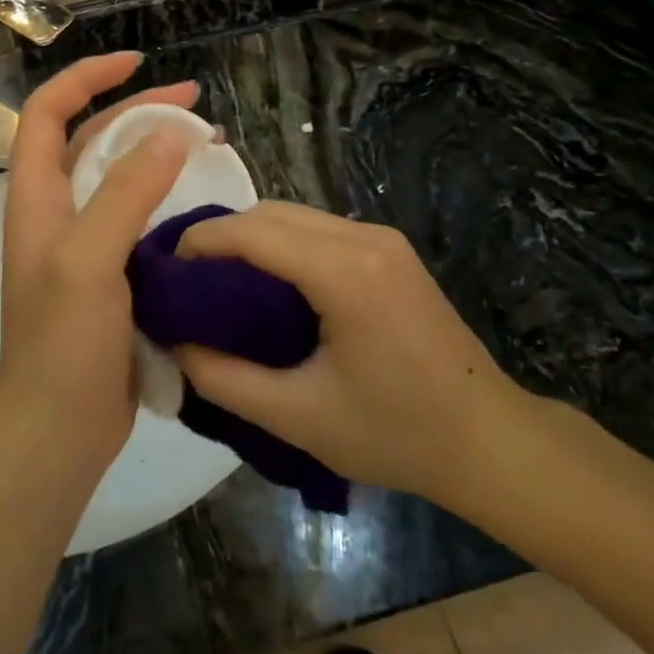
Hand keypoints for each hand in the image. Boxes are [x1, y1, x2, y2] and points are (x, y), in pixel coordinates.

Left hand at [0, 54, 198, 473]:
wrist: (58, 434)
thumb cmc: (63, 346)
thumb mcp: (89, 261)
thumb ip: (126, 194)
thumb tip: (169, 134)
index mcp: (36, 199)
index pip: (46, 112)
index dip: (86, 77)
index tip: (137, 61)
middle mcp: (56, 213)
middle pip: (90, 139)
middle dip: (137, 111)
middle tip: (195, 102)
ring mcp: (83, 245)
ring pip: (119, 178)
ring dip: (157, 154)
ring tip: (208, 143)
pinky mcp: (111, 274)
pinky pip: (138, 218)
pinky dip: (168, 198)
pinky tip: (203, 203)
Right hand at [173, 202, 527, 510]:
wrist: (489, 440)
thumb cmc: (396, 433)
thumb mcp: (298, 417)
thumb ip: (224, 379)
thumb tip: (173, 343)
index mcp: (346, 273)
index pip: (253, 231)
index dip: (200, 241)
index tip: (164, 270)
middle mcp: (365, 238)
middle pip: (272, 212)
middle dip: (222, 236)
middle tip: (186, 281)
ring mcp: (383, 239)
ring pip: (294, 216)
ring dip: (251, 239)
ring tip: (218, 283)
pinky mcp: (390, 251)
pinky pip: (318, 231)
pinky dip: (281, 246)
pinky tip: (266, 284)